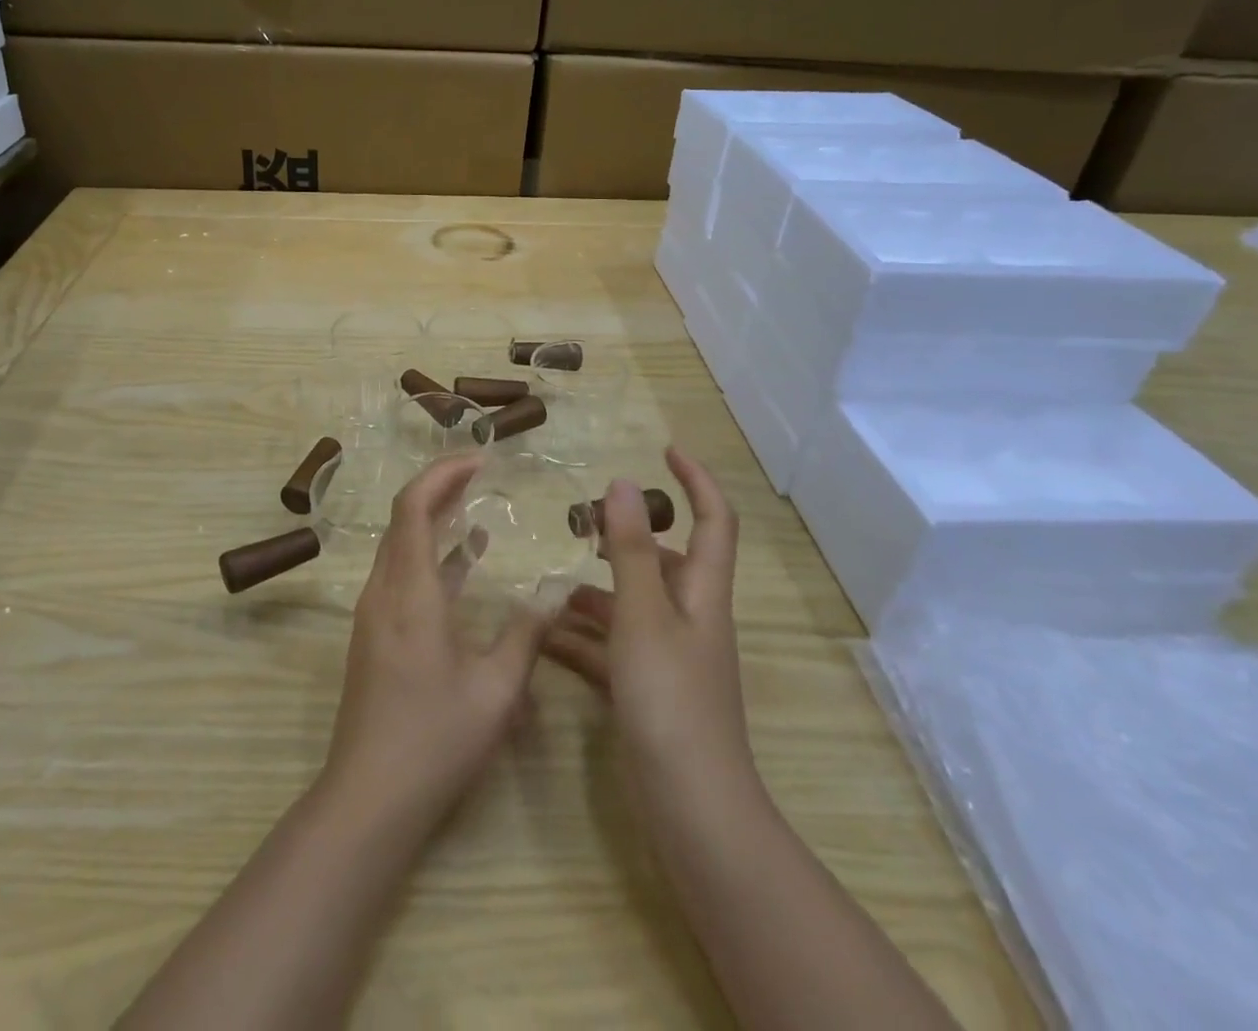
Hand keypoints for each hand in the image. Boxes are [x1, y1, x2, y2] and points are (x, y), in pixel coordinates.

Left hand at [320, 453, 553, 831]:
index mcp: (410, 593)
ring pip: (400, 546)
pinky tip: (464, 562)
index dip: (443, 474)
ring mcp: (374, 614)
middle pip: (403, 519)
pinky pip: (401, 574)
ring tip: (477, 505)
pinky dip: (431, 555)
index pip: (413, 507)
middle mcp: (384, 591)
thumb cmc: (435, 741)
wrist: (368, 798)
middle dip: (440, 487)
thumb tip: (554, 592)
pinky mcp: (374, 634)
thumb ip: (525, 634)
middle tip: (482, 472)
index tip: (480, 459)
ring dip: (435, 519)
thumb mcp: (496, 691)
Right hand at [542, 448, 758, 799]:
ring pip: (632, 606)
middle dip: (625, 538)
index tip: (666, 449)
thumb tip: (624, 482)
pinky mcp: (649, 690)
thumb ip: (630, 550)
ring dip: (595, 590)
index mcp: (701, 593)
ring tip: (549, 581)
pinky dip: (584, 638)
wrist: (692, 809)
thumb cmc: (671, 700)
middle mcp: (691, 619)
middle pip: (666, 562)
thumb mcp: (643, 616)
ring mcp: (670, 657)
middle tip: (579, 523)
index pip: (714, 520)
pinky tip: (544, 637)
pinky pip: (613, 648)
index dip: (696, 480)